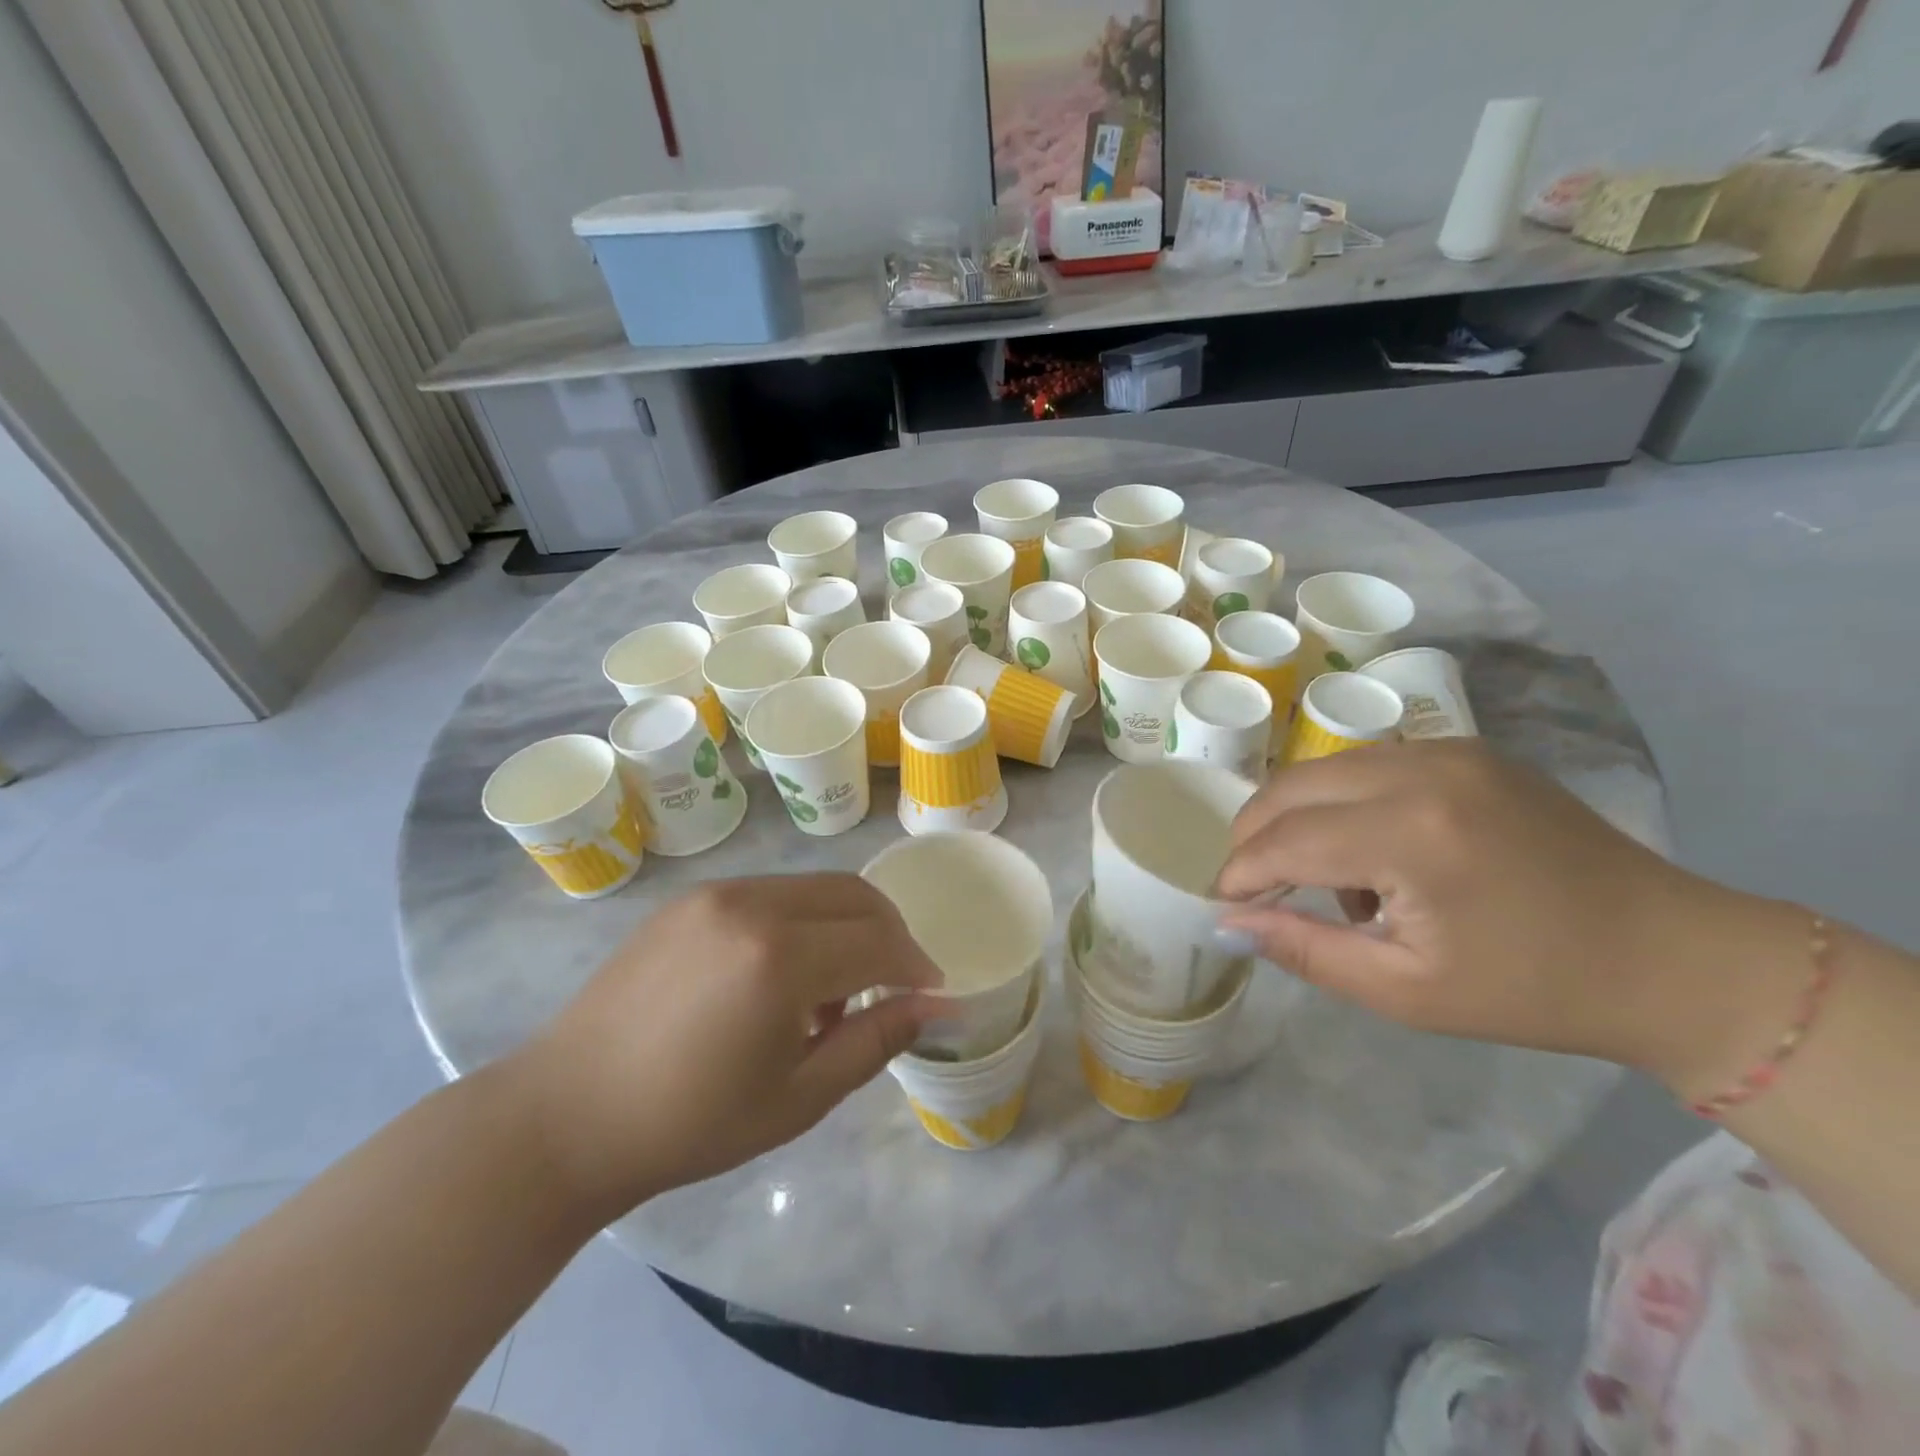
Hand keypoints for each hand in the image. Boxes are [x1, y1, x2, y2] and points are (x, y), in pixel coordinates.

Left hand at [512, 875, 941, 1218]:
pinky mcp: (691, 898)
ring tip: (832, 993)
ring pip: (815, 888)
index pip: (879, 941)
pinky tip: (781, 975)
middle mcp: (753, 905)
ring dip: (846, 926)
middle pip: (855, 895)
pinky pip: (772, 893)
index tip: (931, 993)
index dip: (915, 966)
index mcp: (780, 959)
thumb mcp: (798, 1097)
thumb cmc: (690, 1124)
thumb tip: (938, 1006)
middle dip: (890, 933)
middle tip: (896, 983)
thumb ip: (876, 1041)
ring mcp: (718, 893)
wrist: (567, 1114)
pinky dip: (802, 921)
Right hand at [1214, 741, 1795, 1088]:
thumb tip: (1229, 920)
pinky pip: (1367, 765)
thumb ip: (1304, 948)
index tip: (1224, 903)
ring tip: (1324, 878)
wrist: (1670, 957)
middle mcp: (1421, 771)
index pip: (1286, 840)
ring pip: (1323, 769)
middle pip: (1291, 788)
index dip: (1241, 872)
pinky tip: (1374, 851)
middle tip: (1254, 885)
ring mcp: (1447, 751)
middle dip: (1254, 835)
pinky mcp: (1466, 750)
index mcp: (1411, 835)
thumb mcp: (1404, 990)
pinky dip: (1342, 802)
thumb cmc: (1532, 990)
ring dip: (1298, 817)